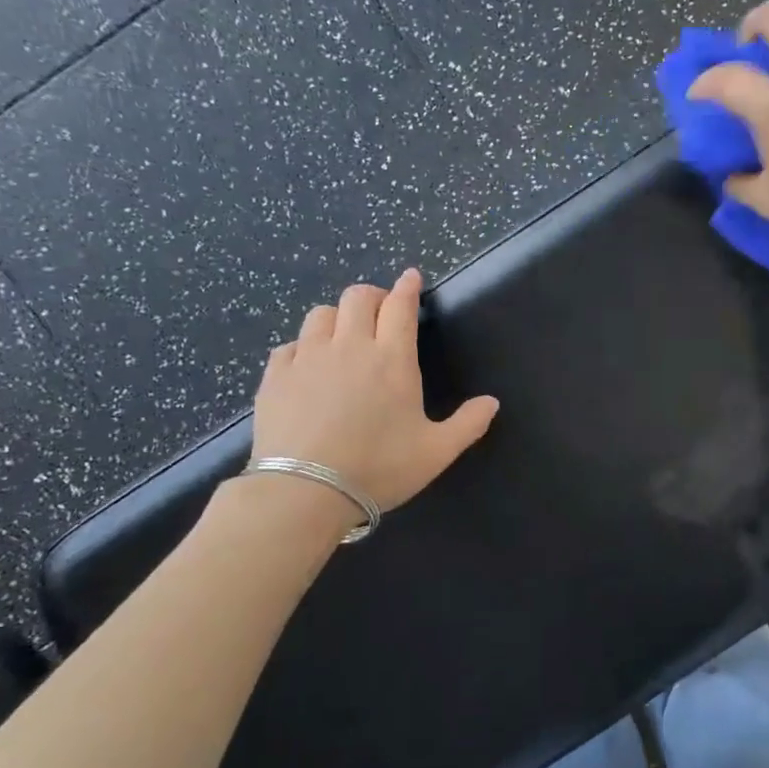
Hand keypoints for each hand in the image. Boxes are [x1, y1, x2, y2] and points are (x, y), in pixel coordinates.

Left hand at [252, 269, 498, 511]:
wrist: (304, 490)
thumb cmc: (378, 468)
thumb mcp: (436, 452)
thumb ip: (468, 424)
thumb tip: (492, 402)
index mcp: (392, 359)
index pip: (401, 307)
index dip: (408, 287)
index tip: (411, 276)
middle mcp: (350, 347)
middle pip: (358, 298)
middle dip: (373, 295)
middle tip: (381, 309)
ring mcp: (308, 358)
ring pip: (321, 314)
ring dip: (338, 316)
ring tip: (344, 334)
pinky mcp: (276, 376)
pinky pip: (290, 345)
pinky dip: (303, 347)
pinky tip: (307, 365)